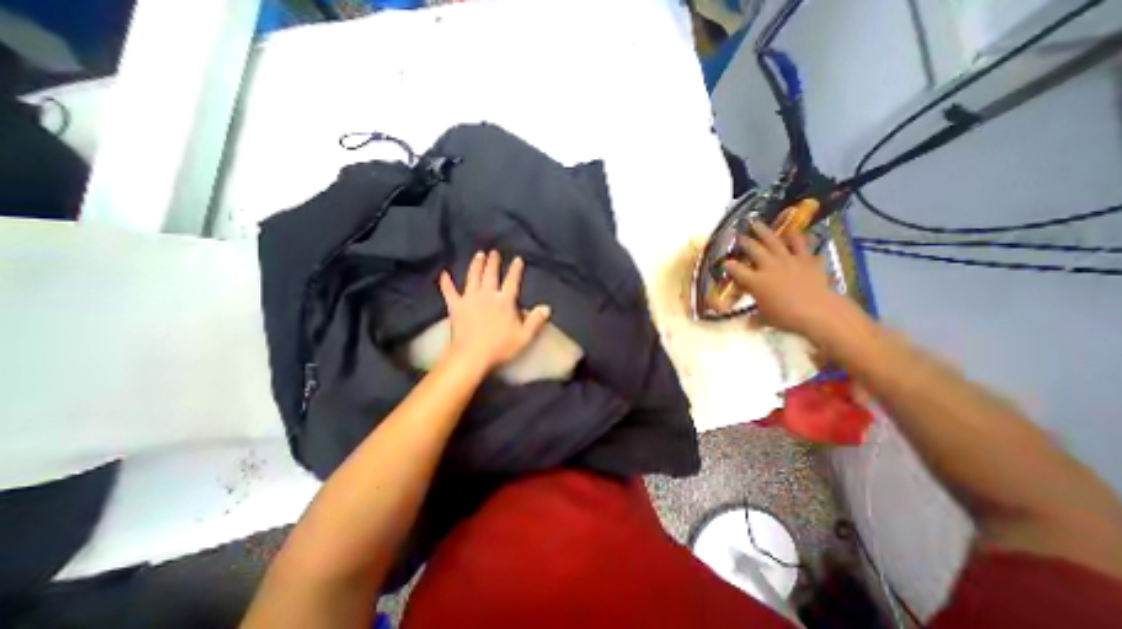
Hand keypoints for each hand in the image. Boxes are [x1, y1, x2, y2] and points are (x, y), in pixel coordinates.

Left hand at [439, 248, 551, 370]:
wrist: (471, 356)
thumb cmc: (500, 347)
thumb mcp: (524, 336)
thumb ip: (536, 320)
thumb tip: (546, 307)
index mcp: (504, 301)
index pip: (512, 281)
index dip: (515, 270)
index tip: (517, 259)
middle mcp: (487, 295)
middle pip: (490, 275)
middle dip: (493, 262)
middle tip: (494, 252)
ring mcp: (469, 299)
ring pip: (473, 277)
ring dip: (476, 265)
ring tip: (478, 255)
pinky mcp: (455, 307)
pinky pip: (449, 292)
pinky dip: (446, 283)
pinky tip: (444, 274)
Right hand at [723, 222, 845, 338]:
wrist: (819, 311)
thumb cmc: (787, 317)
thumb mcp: (766, 319)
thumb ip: (755, 318)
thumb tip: (748, 324)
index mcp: (755, 281)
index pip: (736, 270)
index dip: (727, 265)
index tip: (724, 263)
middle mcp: (769, 266)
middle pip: (753, 249)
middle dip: (743, 241)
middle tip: (738, 235)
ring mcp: (789, 260)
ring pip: (774, 241)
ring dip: (765, 231)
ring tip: (757, 223)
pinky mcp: (807, 259)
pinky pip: (801, 245)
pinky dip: (797, 238)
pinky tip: (794, 233)